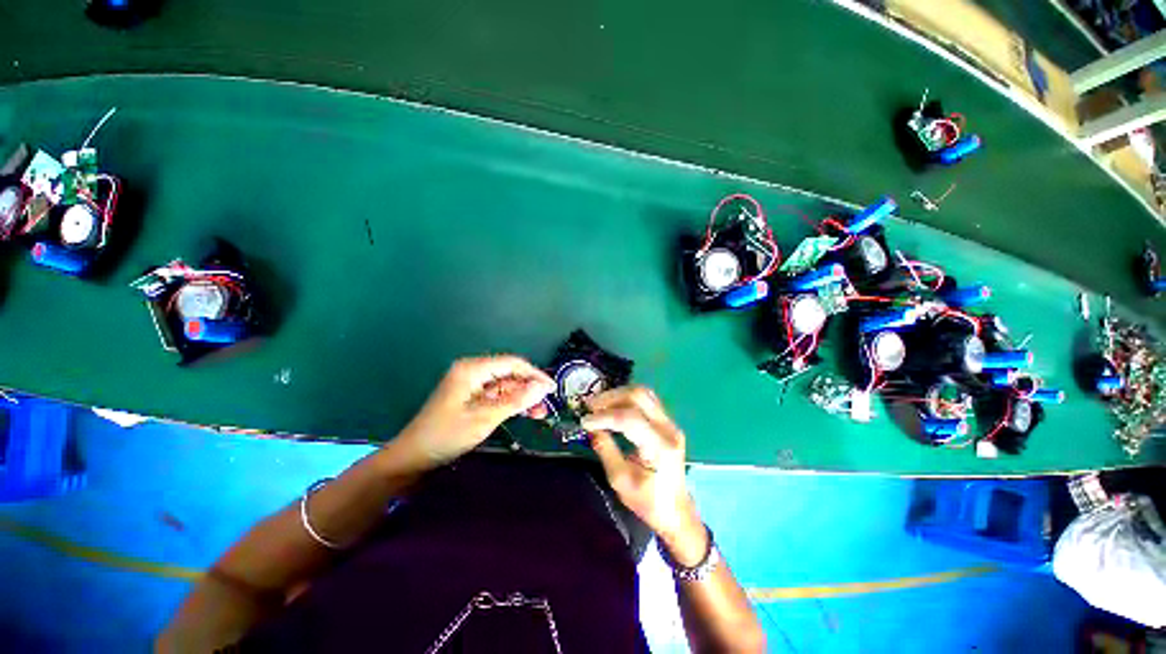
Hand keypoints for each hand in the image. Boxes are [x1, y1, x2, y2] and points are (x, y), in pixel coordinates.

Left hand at [396, 355, 553, 467]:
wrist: (413, 456)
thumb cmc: (447, 435)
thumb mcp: (485, 418)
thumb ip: (516, 401)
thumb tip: (542, 387)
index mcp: (472, 369)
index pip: (512, 363)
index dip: (534, 374)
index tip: (551, 389)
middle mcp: (472, 371)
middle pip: (509, 373)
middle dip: (529, 387)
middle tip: (546, 404)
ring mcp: (471, 384)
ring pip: (505, 385)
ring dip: (521, 397)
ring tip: (539, 412)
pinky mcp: (470, 396)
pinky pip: (496, 394)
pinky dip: (510, 403)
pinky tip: (523, 412)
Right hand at [582, 386, 706, 563]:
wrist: (676, 511)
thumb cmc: (648, 502)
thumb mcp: (620, 481)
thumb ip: (606, 450)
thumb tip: (592, 428)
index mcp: (660, 447)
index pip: (630, 419)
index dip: (605, 416)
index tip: (584, 421)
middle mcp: (668, 428)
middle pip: (638, 396)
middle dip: (610, 398)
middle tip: (589, 406)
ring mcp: (670, 422)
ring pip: (643, 393)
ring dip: (617, 395)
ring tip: (598, 404)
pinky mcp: (667, 422)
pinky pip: (646, 400)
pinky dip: (626, 399)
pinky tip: (612, 406)